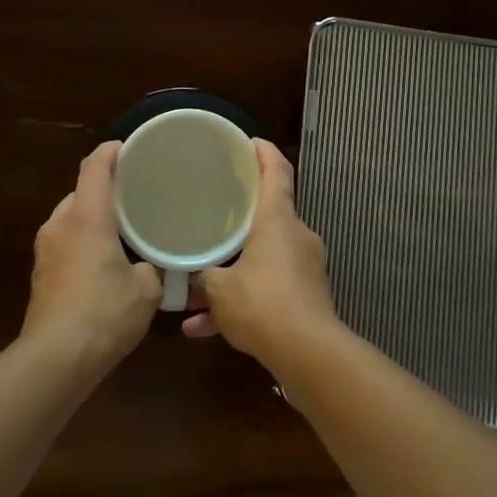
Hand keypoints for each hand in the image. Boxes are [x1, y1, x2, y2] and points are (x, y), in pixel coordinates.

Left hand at [22, 142, 161, 368]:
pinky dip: (82, 240)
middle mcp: (60, 225)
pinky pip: (64, 241)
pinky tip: (103, 259)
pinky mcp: (40, 274)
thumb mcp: (147, 290)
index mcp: (87, 217)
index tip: (128, 148)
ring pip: (70, 218)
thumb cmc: (105, 313)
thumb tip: (157, 266)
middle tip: (135, 194)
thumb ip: (155, 268)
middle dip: (104, 189)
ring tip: (121, 227)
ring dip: (92, 217)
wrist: (56, 358)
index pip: (95, 167)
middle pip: (80, 191)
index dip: (110, 152)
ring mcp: (45, 250)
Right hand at [183, 139, 340, 366]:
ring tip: (196, 291)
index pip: (277, 173)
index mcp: (278, 221)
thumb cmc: (262, 304)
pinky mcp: (306, 297)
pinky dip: (242, 301)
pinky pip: (268, 289)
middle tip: (213, 212)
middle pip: (268, 215)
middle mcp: (296, 236)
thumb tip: (187, 276)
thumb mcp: (219, 289)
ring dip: (232, 272)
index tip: (249, 142)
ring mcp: (304, 268)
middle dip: (239, 219)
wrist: (308, 354)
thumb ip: (201, 277)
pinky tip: (205, 328)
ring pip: (262, 259)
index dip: (264, 153)